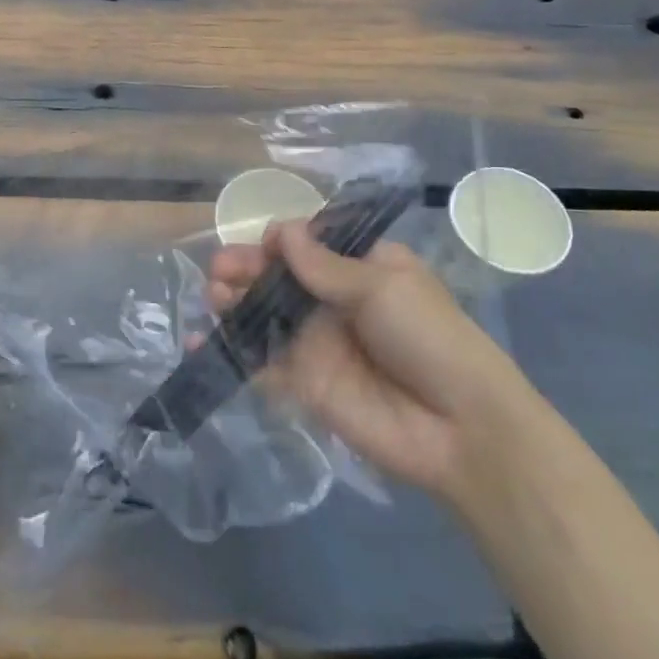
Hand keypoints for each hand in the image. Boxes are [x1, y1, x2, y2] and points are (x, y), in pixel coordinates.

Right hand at [208, 222, 533, 501]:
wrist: (458, 428)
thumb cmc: (428, 338)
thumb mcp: (381, 287)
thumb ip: (325, 264)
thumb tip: (283, 230)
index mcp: (361, 268)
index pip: (310, 243)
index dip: (284, 240)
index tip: (267, 244)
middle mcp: (333, 300)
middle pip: (279, 276)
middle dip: (247, 267)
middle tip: (219, 270)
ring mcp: (315, 342)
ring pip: (263, 314)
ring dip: (233, 302)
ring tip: (212, 297)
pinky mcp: (302, 383)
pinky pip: (260, 362)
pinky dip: (230, 352)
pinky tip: (200, 344)